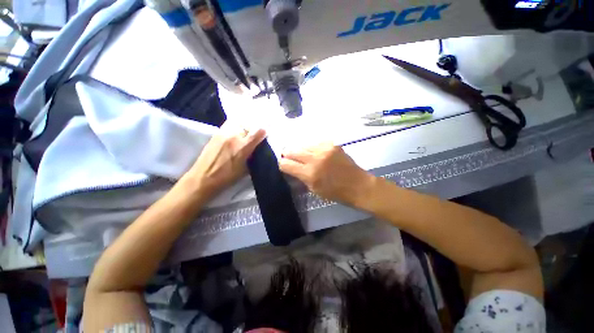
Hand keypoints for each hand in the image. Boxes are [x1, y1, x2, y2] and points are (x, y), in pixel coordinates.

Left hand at [182, 121, 265, 198]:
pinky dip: (235, 126)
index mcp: (243, 147)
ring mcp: (224, 133)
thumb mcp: (245, 169)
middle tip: (255, 135)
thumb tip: (258, 150)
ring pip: (239, 123)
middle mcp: (234, 137)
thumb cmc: (227, 177)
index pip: (258, 132)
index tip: (265, 135)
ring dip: (245, 127)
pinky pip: (229, 124)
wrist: (203, 178)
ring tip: (245, 133)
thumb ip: (253, 157)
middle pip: (249, 125)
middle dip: (254, 129)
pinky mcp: (216, 133)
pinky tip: (235, 133)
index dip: (264, 132)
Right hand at [279, 143, 373, 205]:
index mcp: (309, 174)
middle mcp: (315, 158)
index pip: (286, 164)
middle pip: (292, 150)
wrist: (358, 185)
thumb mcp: (314, 189)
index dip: (282, 164)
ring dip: (299, 150)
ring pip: (302, 144)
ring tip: (301, 154)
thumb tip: (291, 167)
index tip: (284, 165)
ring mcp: (324, 149)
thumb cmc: (335, 192)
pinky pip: (315, 143)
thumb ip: (301, 177)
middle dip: (287, 154)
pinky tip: (314, 152)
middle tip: (288, 157)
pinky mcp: (332, 144)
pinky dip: (311, 147)